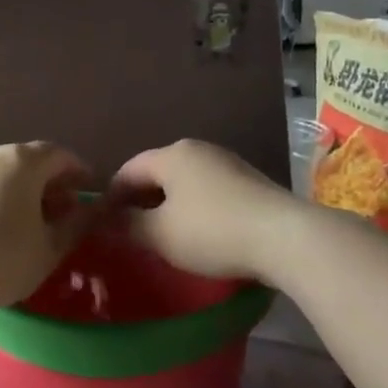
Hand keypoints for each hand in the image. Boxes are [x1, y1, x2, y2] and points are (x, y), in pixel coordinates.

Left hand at [0, 143, 99, 311]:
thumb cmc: (0, 258)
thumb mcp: (49, 249)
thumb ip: (75, 226)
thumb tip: (90, 211)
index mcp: (22, 162)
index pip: (59, 154)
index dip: (78, 171)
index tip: (88, 190)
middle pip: (26, 161)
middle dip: (48, 183)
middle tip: (62, 210)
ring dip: (19, 193)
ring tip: (29, 224)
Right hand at [109, 141, 294, 282]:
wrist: (285, 237)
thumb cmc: (211, 231)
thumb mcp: (159, 234)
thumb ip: (127, 225)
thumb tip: (105, 221)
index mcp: (172, 155)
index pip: (128, 170)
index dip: (111, 196)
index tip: (102, 223)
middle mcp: (199, 150)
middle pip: (157, 173)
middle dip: (139, 201)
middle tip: (128, 232)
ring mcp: (228, 164)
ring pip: (184, 183)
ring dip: (167, 206)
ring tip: (161, 236)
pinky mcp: (250, 183)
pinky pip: (208, 192)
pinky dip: (193, 209)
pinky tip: (196, 234)